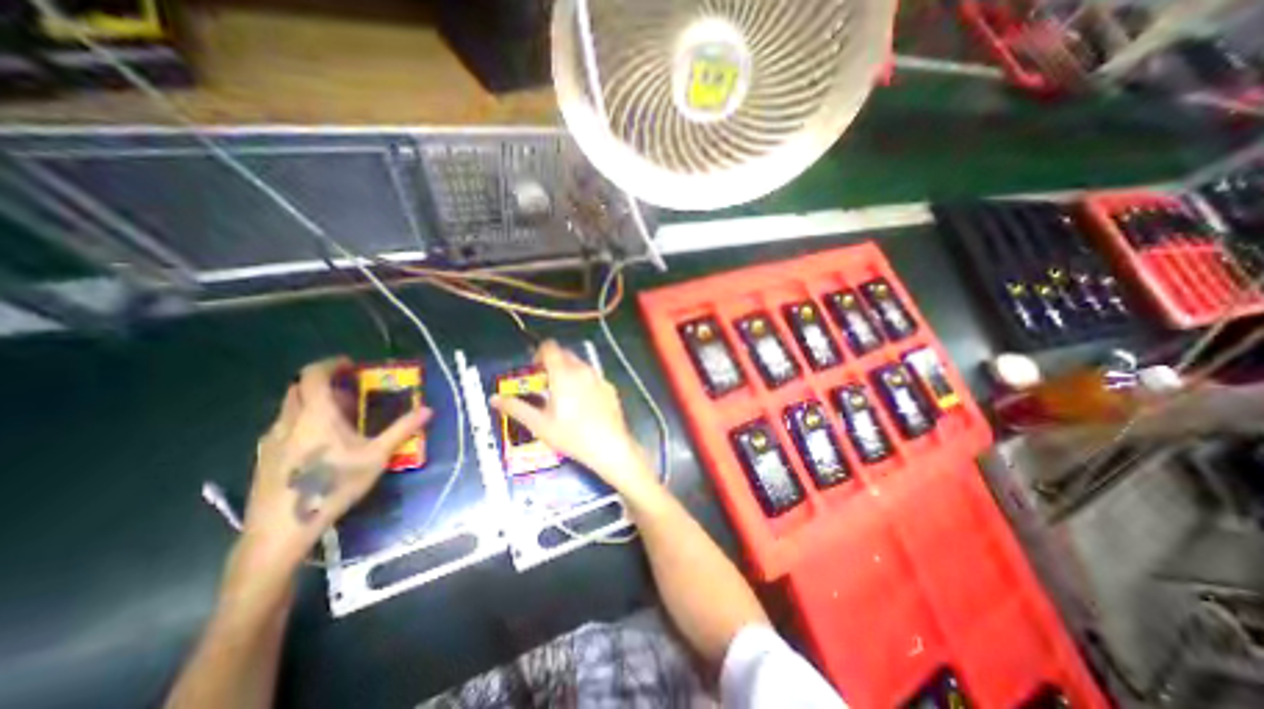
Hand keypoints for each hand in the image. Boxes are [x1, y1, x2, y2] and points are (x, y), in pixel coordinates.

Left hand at [237, 359, 431, 576]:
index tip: (351, 365)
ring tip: (341, 420)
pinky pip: (286, 426)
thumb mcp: (377, 456)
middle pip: (299, 388)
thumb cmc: (334, 485)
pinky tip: (321, 444)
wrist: (281, 528)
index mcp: (316, 415)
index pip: (313, 375)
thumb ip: (402, 429)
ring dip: (314, 403)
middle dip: (324, 383)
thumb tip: (428, 410)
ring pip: (291, 408)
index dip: (330, 364)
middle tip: (351, 393)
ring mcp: (272, 439)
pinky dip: (304, 421)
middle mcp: (289, 420)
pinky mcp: (265, 456)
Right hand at [487, 337, 656, 494]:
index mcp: (563, 374)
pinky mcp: (609, 387)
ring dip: (568, 372)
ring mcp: (599, 377)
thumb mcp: (539, 424)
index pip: (549, 347)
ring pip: (579, 365)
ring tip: (563, 396)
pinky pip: (592, 377)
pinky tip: (583, 404)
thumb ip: (516, 408)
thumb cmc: (571, 435)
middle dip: (552, 364)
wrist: (610, 446)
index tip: (534, 370)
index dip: (539, 354)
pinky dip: (583, 381)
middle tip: (545, 386)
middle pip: (564, 354)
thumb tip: (495, 399)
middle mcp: (582, 370)